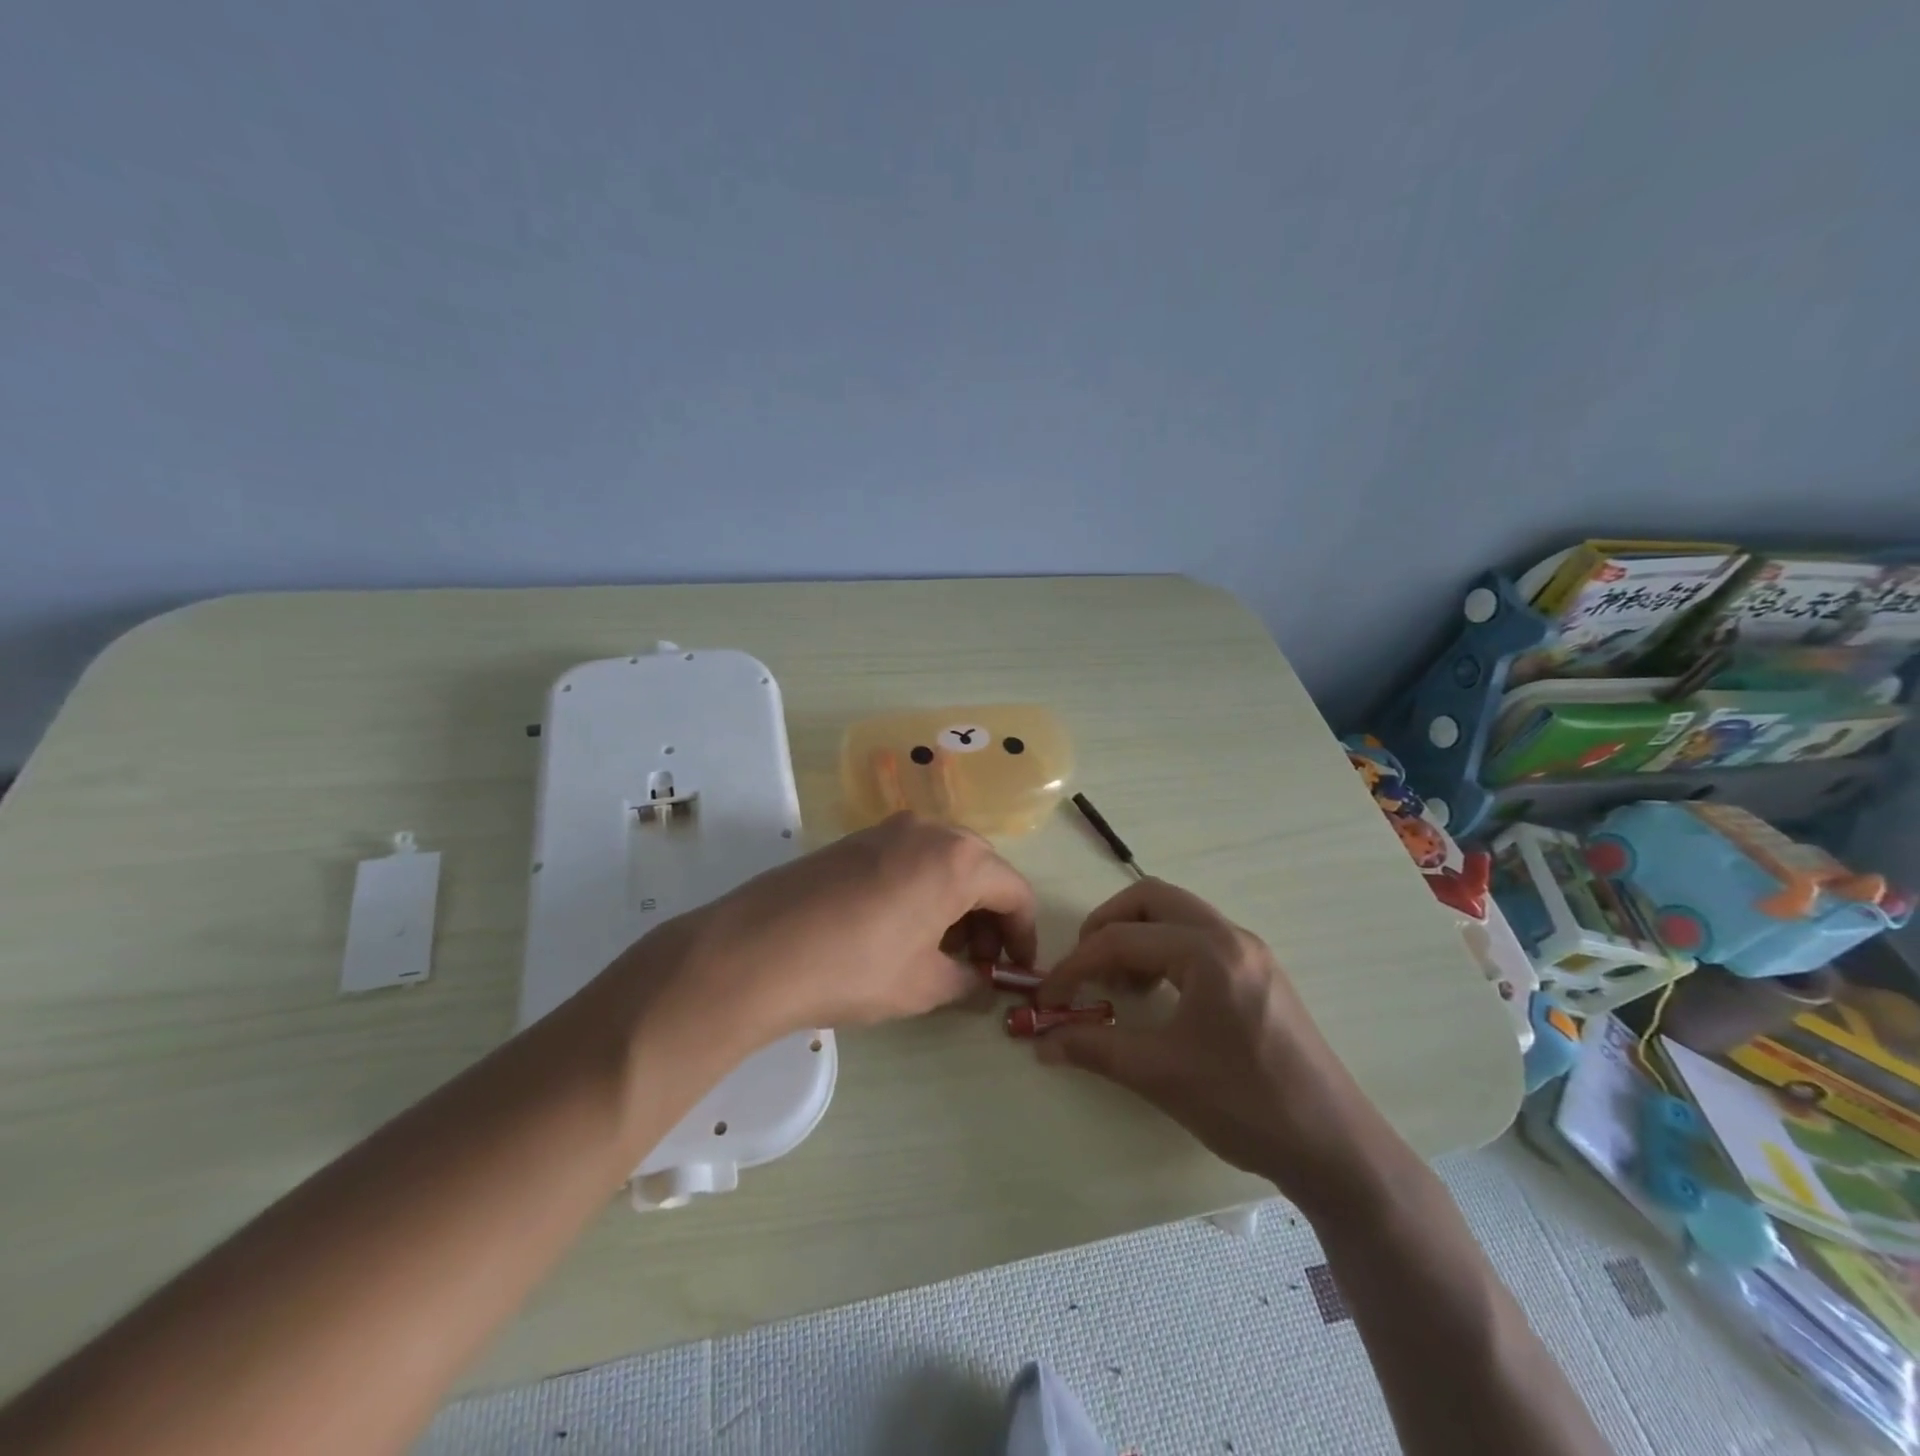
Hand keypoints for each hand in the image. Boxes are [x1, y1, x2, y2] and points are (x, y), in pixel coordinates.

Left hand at [631, 813, 1037, 1048]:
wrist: (756, 950)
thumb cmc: (855, 968)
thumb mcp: (922, 985)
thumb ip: (966, 980)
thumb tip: (980, 981)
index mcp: (958, 859)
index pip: (1015, 892)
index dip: (1024, 935)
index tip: (1017, 970)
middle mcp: (928, 830)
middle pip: (981, 870)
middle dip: (989, 917)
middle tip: (978, 963)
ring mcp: (887, 829)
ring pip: (943, 861)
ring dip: (955, 903)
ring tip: (940, 951)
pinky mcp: (854, 840)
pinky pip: (908, 859)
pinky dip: (922, 889)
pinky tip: (901, 929)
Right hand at [1034, 878, 1389, 1213]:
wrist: (1334, 1148)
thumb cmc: (1244, 1105)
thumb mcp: (1160, 1075)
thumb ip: (1094, 1048)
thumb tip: (1042, 1041)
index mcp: (1209, 952)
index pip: (1123, 939)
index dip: (1076, 965)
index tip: (1047, 996)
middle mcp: (1231, 936)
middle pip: (1152, 898)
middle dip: (1108, 925)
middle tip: (1085, 967)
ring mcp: (1250, 951)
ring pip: (1177, 914)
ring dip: (1138, 936)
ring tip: (1120, 986)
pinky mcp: (1259, 972)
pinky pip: (1198, 937)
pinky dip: (1165, 951)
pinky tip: (1157, 996)